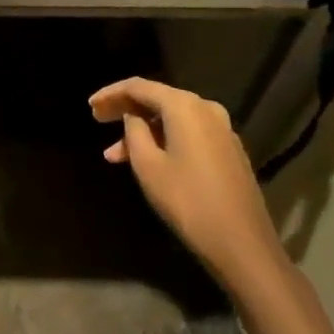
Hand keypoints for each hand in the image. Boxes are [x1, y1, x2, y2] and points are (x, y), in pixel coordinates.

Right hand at [89, 77, 289, 291]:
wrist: (244, 247)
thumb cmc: (188, 202)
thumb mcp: (148, 165)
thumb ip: (133, 131)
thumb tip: (132, 116)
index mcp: (184, 105)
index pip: (139, 87)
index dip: (111, 94)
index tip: (89, 106)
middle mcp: (205, 108)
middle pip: (157, 100)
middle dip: (125, 111)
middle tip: (98, 121)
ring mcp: (221, 130)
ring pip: (171, 120)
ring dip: (142, 133)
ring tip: (114, 156)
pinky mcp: (228, 151)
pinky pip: (188, 135)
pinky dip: (164, 142)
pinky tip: (147, 161)